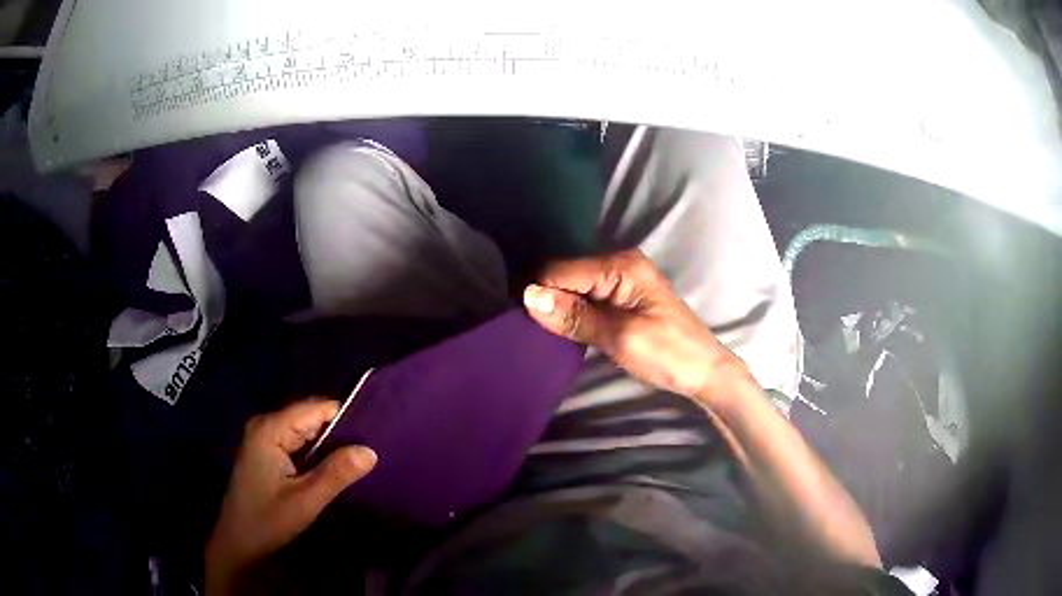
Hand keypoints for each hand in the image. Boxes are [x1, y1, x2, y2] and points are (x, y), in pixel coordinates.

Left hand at [205, 399, 376, 594]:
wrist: (238, 543)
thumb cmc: (267, 521)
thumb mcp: (305, 500)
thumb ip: (336, 474)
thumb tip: (371, 450)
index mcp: (269, 428)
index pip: (315, 408)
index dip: (345, 418)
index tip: (375, 434)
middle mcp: (265, 425)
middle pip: (310, 417)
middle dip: (339, 433)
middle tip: (370, 453)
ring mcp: (264, 438)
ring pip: (306, 432)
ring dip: (330, 446)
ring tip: (359, 460)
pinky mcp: (267, 452)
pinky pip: (299, 443)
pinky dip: (318, 455)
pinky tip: (334, 469)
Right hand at [523, 249, 749, 404]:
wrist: (704, 372)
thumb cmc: (669, 354)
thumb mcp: (621, 337)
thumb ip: (576, 317)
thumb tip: (529, 297)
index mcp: (621, 265)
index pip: (561, 270)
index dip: (541, 295)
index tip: (526, 324)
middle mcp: (618, 263)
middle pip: (565, 276)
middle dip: (549, 301)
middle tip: (538, 333)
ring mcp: (620, 279)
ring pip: (572, 288)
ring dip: (560, 310)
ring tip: (549, 335)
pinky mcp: (620, 297)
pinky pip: (584, 298)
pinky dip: (573, 314)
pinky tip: (567, 331)